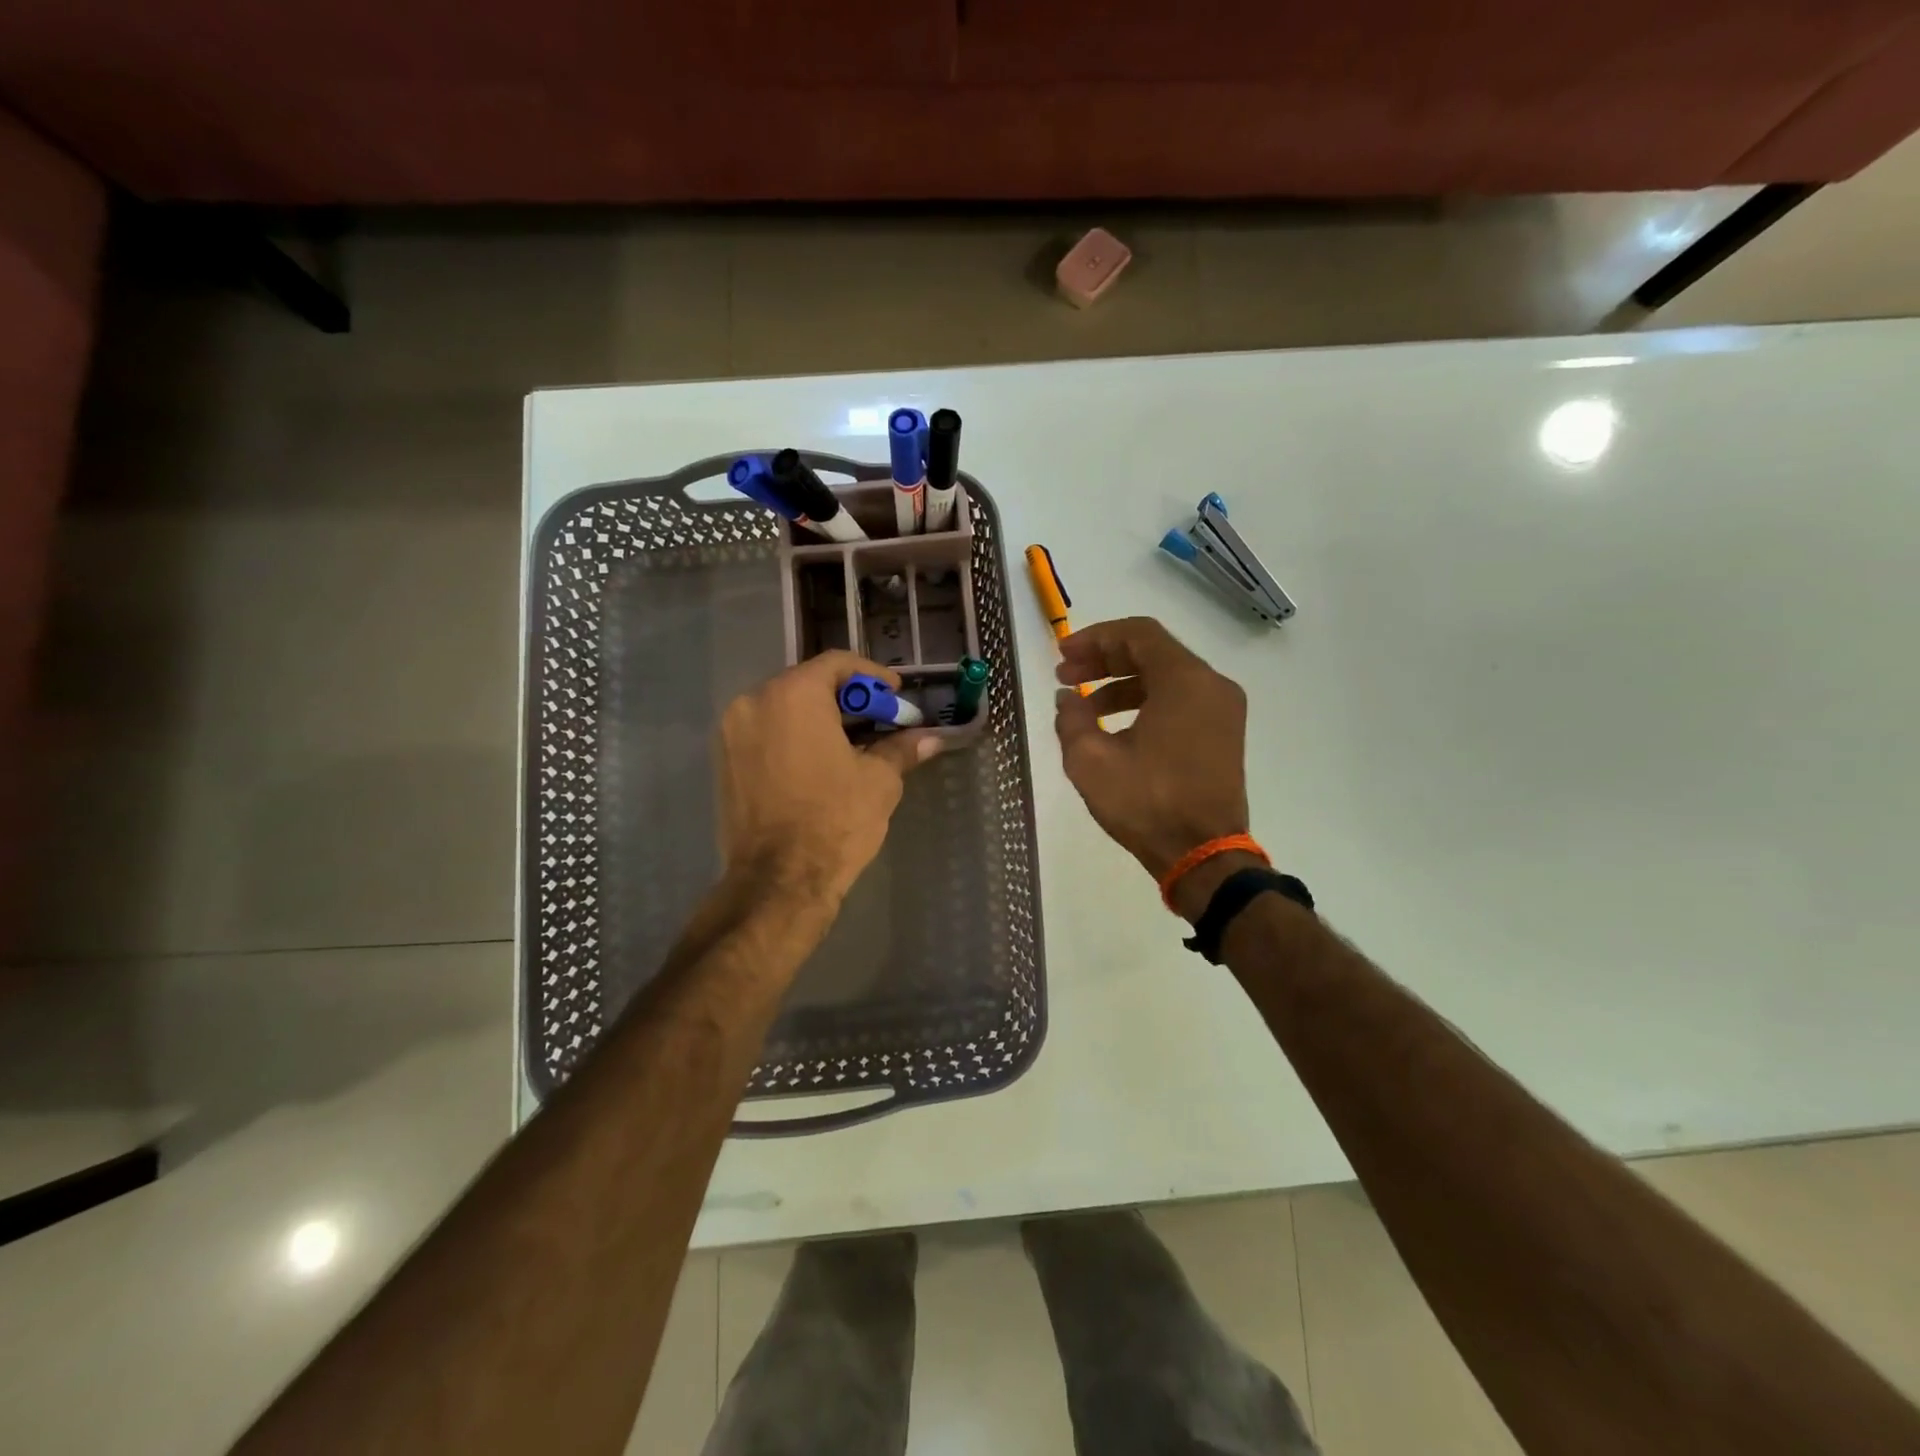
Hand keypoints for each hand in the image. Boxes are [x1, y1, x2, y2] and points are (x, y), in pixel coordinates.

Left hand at [718, 652, 940, 907]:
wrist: (778, 880)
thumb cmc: (835, 820)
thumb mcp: (879, 780)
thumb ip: (901, 748)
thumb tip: (931, 739)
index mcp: (793, 695)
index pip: (837, 664)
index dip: (872, 675)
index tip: (895, 692)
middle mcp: (754, 702)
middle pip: (808, 683)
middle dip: (847, 698)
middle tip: (879, 719)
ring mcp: (732, 732)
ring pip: (784, 708)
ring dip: (820, 717)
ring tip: (853, 742)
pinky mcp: (724, 761)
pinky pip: (766, 732)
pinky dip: (794, 736)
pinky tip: (820, 761)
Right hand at [1055, 617, 1251, 899]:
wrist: (1203, 856)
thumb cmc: (1147, 804)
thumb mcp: (1091, 761)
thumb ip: (1072, 718)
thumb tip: (1067, 697)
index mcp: (1185, 681)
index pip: (1138, 634)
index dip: (1095, 638)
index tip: (1063, 655)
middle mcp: (1211, 685)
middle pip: (1153, 652)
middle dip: (1104, 660)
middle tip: (1065, 676)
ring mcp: (1222, 710)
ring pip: (1166, 677)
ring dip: (1122, 684)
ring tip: (1083, 706)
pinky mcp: (1223, 733)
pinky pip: (1180, 700)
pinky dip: (1145, 702)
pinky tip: (1113, 726)